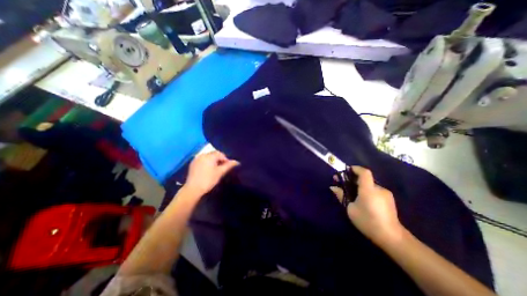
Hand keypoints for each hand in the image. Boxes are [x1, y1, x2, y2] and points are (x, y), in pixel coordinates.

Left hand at [182, 152, 238, 197]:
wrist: (193, 189)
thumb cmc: (208, 180)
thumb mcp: (220, 172)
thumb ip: (229, 165)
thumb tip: (237, 162)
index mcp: (209, 156)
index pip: (221, 154)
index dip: (226, 159)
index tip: (227, 167)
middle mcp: (202, 155)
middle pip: (214, 154)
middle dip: (219, 159)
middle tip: (222, 168)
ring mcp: (196, 159)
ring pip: (208, 157)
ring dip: (213, 161)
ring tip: (215, 169)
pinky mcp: (193, 164)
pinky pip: (202, 160)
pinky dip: (207, 163)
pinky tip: (208, 170)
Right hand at [330, 167, 403, 244]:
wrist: (391, 238)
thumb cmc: (367, 221)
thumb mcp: (350, 209)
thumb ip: (341, 195)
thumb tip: (333, 187)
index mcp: (369, 189)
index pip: (364, 172)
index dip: (355, 168)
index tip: (346, 170)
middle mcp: (379, 189)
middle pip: (365, 178)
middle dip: (353, 179)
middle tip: (344, 184)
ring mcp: (386, 194)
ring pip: (370, 185)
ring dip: (360, 186)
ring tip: (353, 194)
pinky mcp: (389, 200)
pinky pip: (375, 191)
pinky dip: (367, 191)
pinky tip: (363, 200)